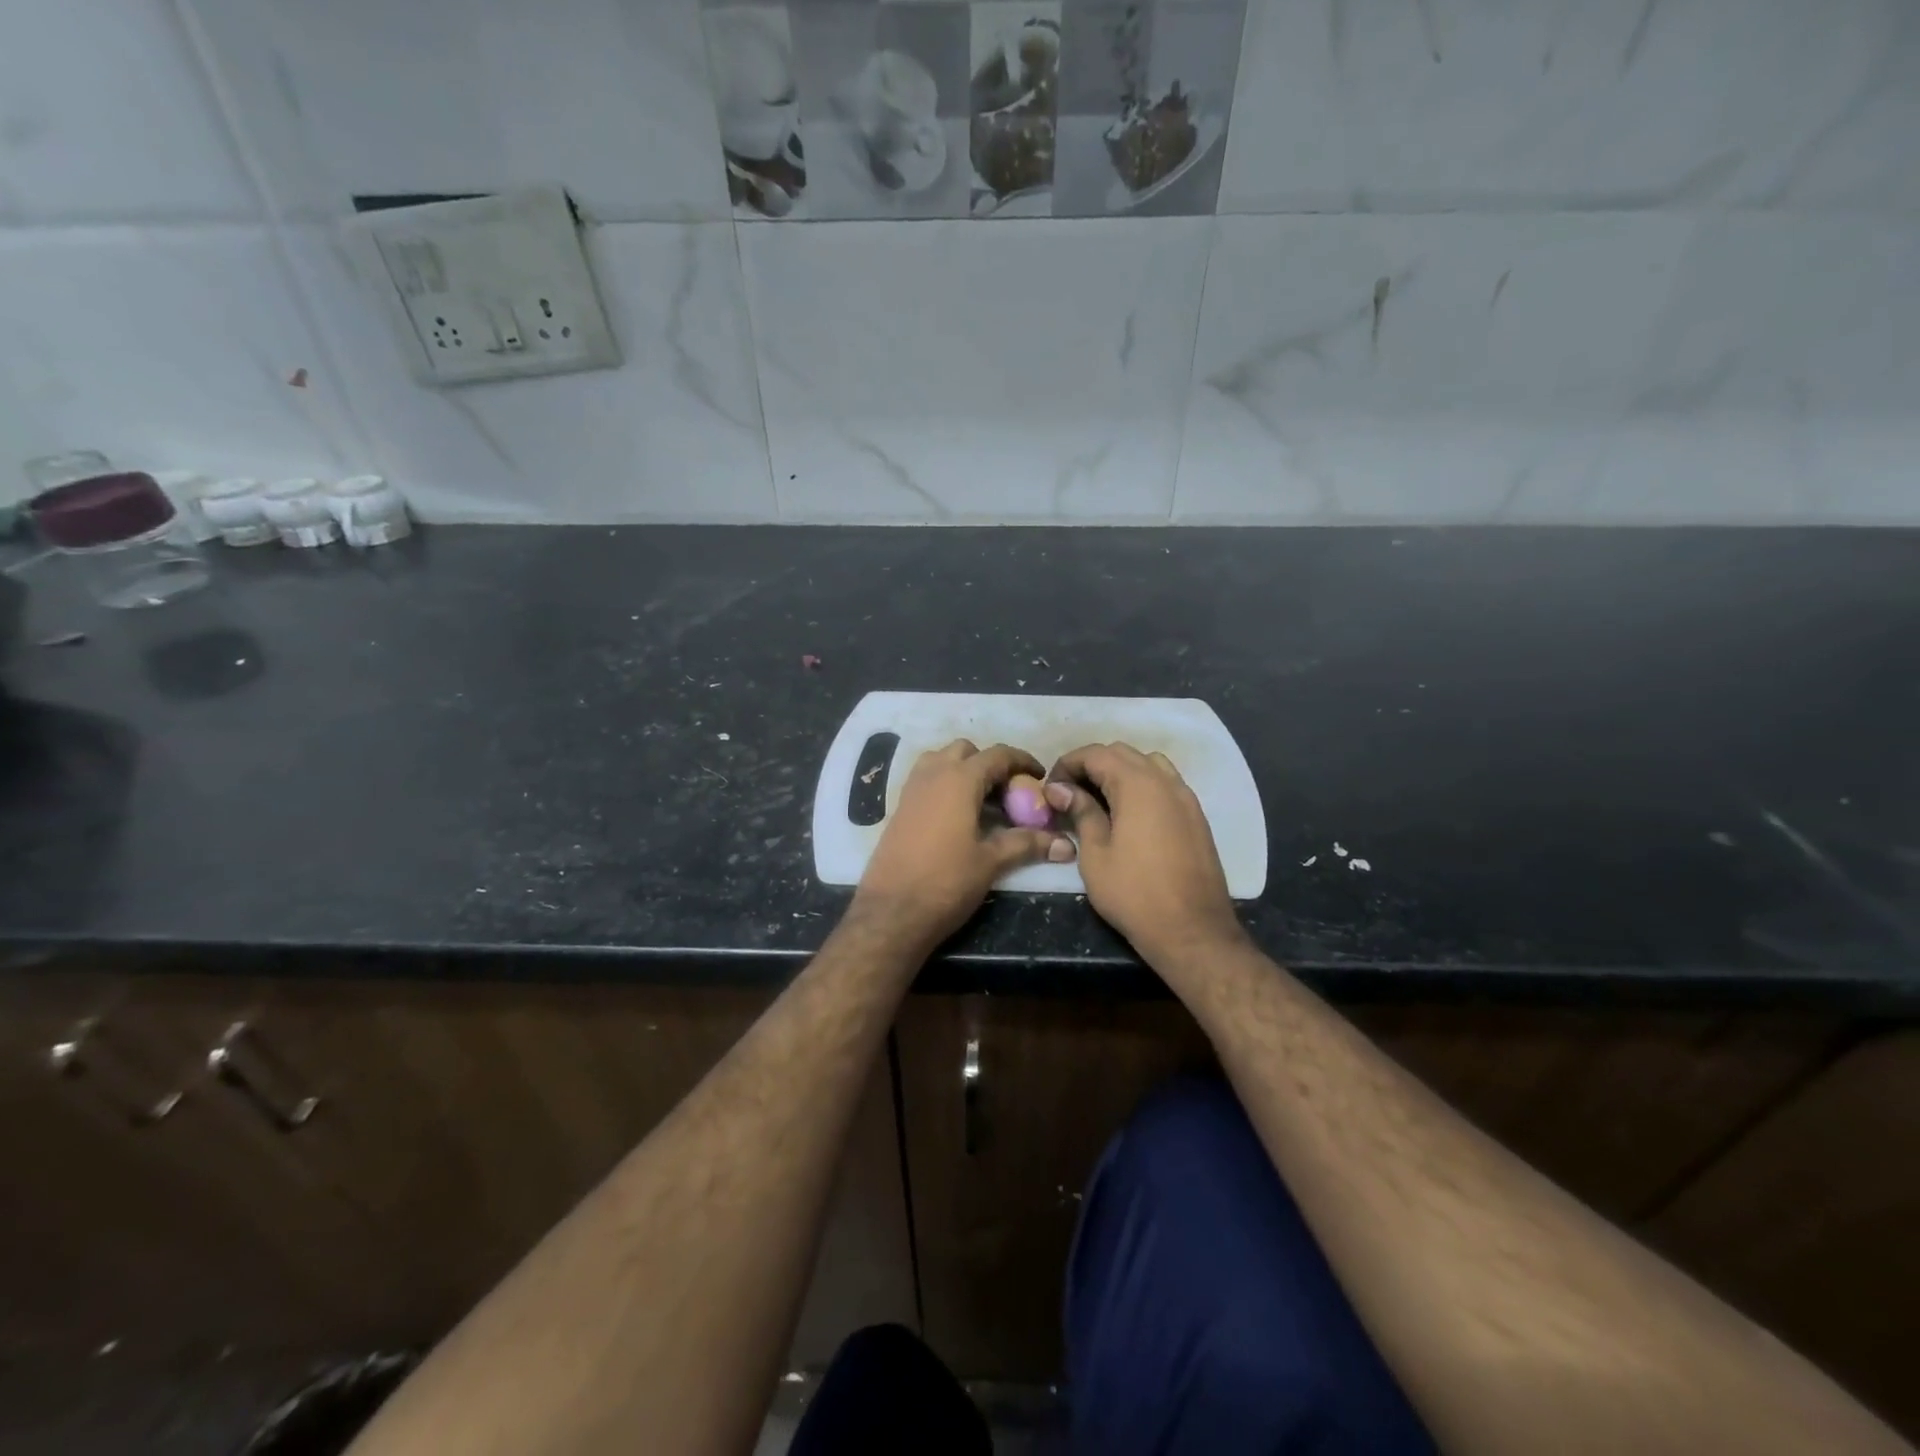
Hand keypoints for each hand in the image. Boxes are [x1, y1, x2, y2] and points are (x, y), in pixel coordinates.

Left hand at [853, 740, 1074, 953]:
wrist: (891, 913)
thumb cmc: (946, 882)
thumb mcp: (991, 862)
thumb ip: (1027, 844)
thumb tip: (1066, 844)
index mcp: (959, 780)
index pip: (997, 755)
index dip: (1022, 761)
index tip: (1040, 777)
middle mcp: (932, 775)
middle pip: (966, 751)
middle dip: (990, 764)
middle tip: (1008, 793)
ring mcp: (911, 790)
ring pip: (941, 761)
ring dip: (964, 770)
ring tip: (982, 801)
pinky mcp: (899, 809)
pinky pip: (926, 780)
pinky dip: (945, 785)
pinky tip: (958, 817)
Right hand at [1045, 743, 1243, 966]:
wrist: (1192, 930)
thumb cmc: (1134, 894)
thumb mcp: (1095, 854)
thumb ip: (1081, 812)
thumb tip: (1060, 789)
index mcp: (1137, 785)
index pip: (1096, 754)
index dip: (1068, 764)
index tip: (1051, 787)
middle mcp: (1165, 781)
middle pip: (1123, 753)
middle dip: (1092, 765)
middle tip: (1069, 792)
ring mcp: (1186, 797)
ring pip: (1148, 764)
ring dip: (1120, 771)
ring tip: (1099, 799)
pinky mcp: (1196, 816)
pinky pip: (1165, 783)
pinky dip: (1142, 785)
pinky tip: (1128, 813)